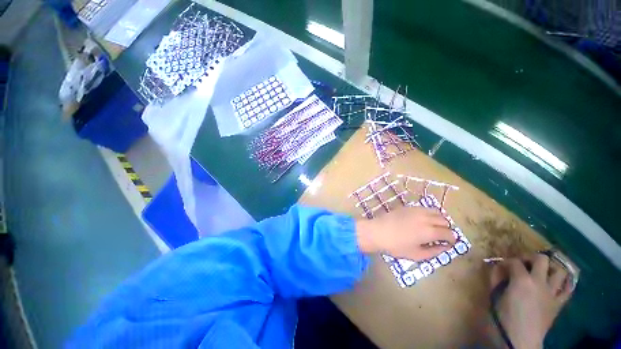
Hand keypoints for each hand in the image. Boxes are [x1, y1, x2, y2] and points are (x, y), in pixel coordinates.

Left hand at [355, 206, 455, 259]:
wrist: (377, 231)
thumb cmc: (396, 246)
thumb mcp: (417, 255)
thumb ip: (434, 251)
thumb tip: (446, 247)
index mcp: (430, 231)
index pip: (449, 233)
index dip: (452, 239)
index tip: (449, 243)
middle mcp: (426, 218)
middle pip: (445, 221)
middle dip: (446, 229)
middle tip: (440, 236)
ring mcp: (416, 210)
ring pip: (436, 212)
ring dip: (439, 219)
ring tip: (432, 227)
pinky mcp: (408, 207)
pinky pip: (424, 208)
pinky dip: (429, 213)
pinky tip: (422, 220)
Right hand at [490, 254, 572, 348]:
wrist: (521, 339)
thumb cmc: (504, 317)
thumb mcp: (495, 296)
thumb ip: (496, 279)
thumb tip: (497, 268)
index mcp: (522, 280)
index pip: (514, 261)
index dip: (506, 261)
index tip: (500, 266)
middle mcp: (540, 282)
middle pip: (542, 259)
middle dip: (531, 258)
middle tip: (523, 263)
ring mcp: (552, 292)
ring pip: (560, 271)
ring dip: (551, 269)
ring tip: (541, 272)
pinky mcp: (559, 303)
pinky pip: (568, 289)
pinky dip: (564, 283)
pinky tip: (557, 283)